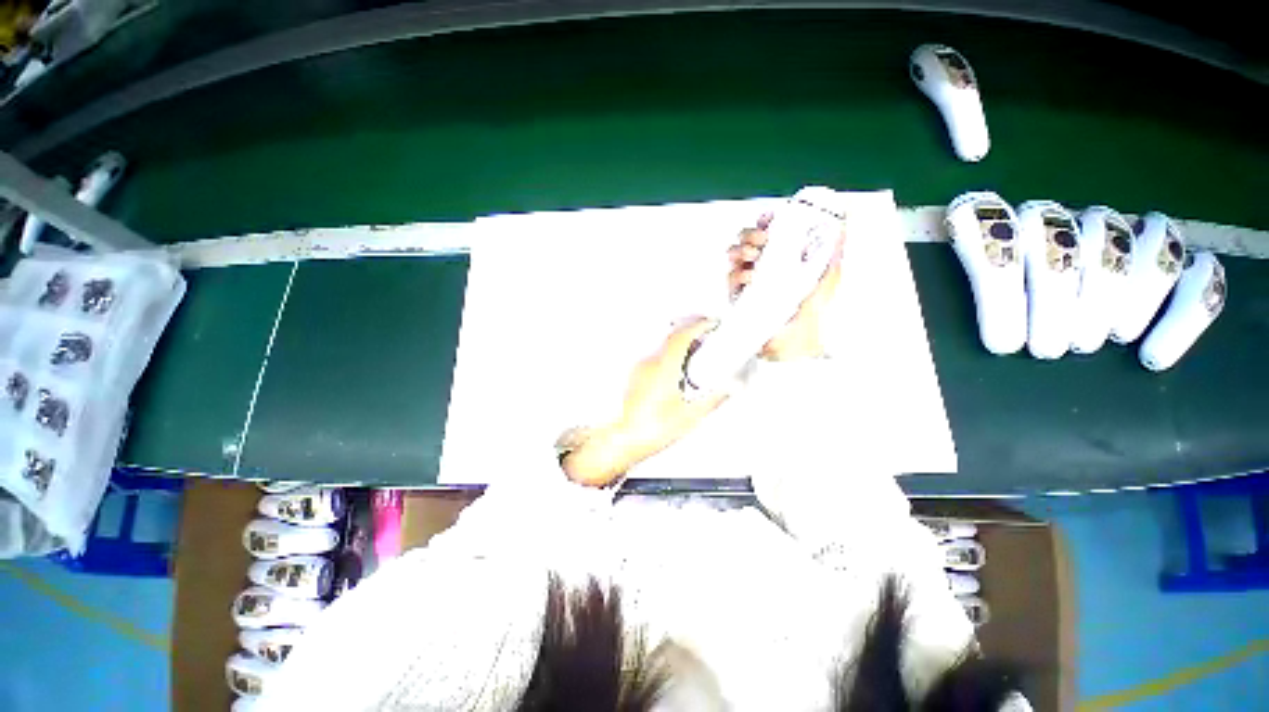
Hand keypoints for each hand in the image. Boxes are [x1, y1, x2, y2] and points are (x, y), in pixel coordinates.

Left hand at [562, 318, 728, 486]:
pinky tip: (678, 372)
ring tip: (697, 354)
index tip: (711, 323)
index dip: (699, 325)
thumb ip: (713, 399)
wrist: (623, 440)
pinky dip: (671, 356)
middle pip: (673, 336)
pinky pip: (656, 357)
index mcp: (664, 368)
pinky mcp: (637, 376)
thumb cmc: (651, 429)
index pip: (682, 336)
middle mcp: (650, 363)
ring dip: (681, 344)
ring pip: (664, 346)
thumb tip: (729, 388)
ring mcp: (641, 369)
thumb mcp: (690, 416)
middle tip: (707, 335)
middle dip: (692, 332)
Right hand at [727, 214, 845, 360]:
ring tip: (752, 257)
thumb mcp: (828, 279)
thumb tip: (844, 224)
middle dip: (751, 234)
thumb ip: (833, 253)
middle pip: (748, 240)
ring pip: (735, 256)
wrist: (798, 343)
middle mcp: (764, 266)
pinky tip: (748, 278)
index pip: (770, 232)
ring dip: (741, 250)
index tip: (768, 219)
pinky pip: (731, 279)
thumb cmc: (814, 312)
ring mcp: (749, 281)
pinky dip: (738, 274)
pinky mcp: (738, 297)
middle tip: (761, 240)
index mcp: (784, 258)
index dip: (765, 222)